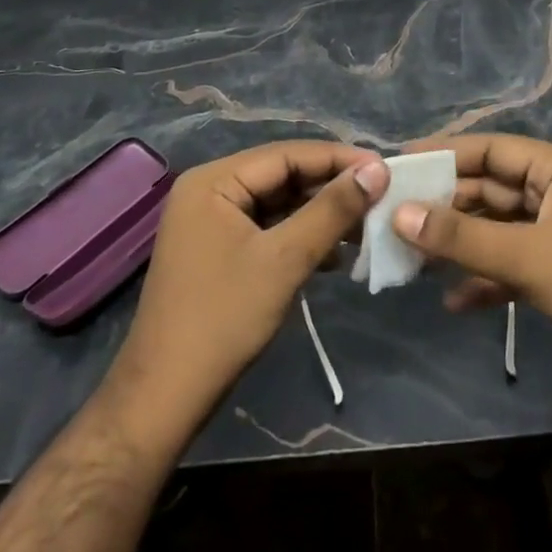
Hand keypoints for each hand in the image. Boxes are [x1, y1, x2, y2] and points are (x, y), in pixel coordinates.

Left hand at [109, 141, 386, 433]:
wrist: (166, 397)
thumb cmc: (223, 320)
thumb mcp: (285, 260)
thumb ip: (331, 210)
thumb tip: (377, 170)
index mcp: (213, 180)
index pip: (287, 154)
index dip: (338, 159)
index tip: (385, 169)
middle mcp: (209, 190)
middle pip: (282, 176)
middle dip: (331, 188)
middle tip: (381, 198)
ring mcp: (211, 221)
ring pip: (278, 203)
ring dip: (321, 215)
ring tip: (366, 227)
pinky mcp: (219, 250)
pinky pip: (268, 228)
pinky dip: (301, 237)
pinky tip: (335, 256)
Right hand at [392, 134, 551, 383]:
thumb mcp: (526, 257)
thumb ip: (461, 237)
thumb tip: (399, 215)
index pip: (491, 149)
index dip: (445, 153)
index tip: (401, 163)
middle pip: (490, 188)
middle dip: (446, 205)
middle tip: (396, 216)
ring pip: (497, 228)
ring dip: (460, 243)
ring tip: (413, 257)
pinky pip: (511, 262)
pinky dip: (484, 277)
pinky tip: (453, 300)